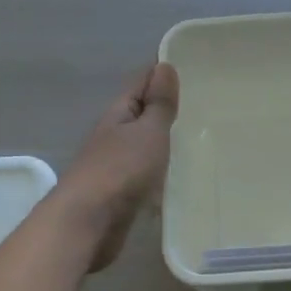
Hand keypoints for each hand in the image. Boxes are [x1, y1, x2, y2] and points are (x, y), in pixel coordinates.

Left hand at [56, 63, 179, 272]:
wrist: (86, 224)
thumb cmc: (120, 170)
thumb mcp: (148, 132)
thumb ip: (159, 104)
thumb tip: (164, 66)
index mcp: (118, 114)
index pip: (141, 82)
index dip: (162, 72)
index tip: (191, 66)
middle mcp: (114, 135)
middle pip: (141, 114)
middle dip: (165, 108)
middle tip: (203, 104)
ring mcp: (114, 166)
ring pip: (143, 145)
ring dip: (163, 141)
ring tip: (198, 139)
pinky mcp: (120, 194)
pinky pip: (145, 174)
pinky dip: (159, 170)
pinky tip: (178, 176)